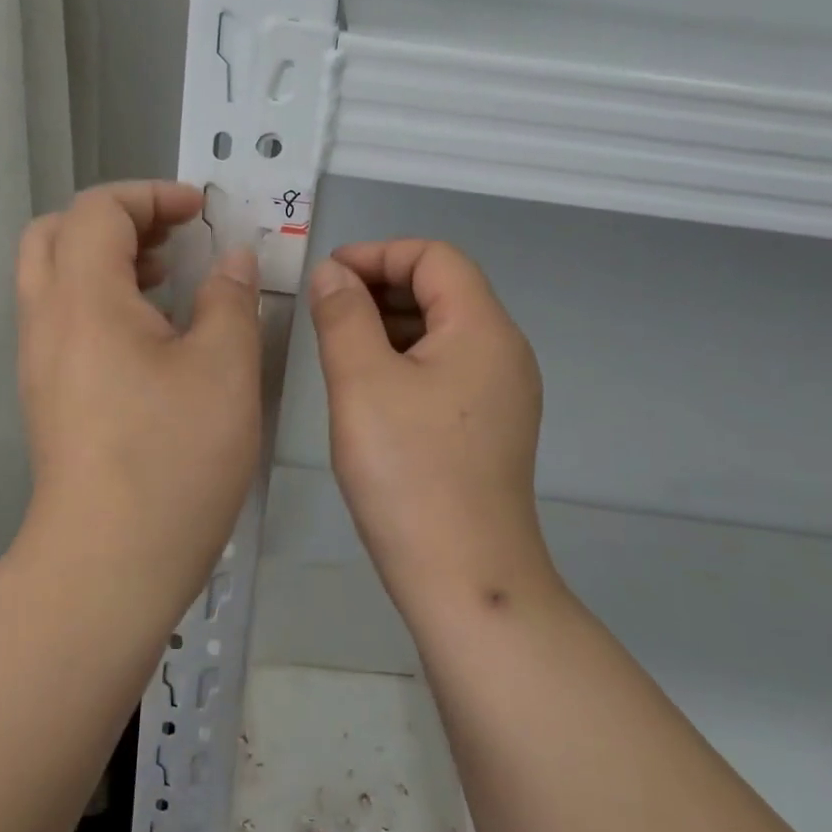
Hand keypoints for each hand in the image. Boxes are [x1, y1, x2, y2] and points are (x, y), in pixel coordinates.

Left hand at [16, 182, 262, 592]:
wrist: (108, 564)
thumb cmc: (173, 459)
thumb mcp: (225, 369)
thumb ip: (230, 299)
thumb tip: (233, 260)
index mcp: (84, 299)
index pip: (98, 209)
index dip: (151, 195)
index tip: (201, 212)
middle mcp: (47, 320)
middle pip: (57, 232)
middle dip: (118, 219)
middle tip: (172, 237)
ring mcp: (39, 361)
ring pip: (54, 275)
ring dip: (107, 258)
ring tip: (168, 278)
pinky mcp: (47, 395)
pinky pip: (62, 317)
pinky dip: (101, 298)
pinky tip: (153, 334)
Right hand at [307, 240, 549, 595]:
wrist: (465, 578)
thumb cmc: (408, 472)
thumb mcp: (362, 383)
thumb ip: (343, 315)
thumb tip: (333, 273)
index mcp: (483, 329)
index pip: (435, 257)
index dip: (379, 254)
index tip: (328, 275)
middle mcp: (504, 351)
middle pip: (444, 289)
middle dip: (382, 286)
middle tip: (326, 309)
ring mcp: (504, 392)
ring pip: (444, 331)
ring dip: (391, 323)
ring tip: (340, 344)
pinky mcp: (492, 425)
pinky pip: (448, 368)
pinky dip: (407, 358)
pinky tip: (370, 386)